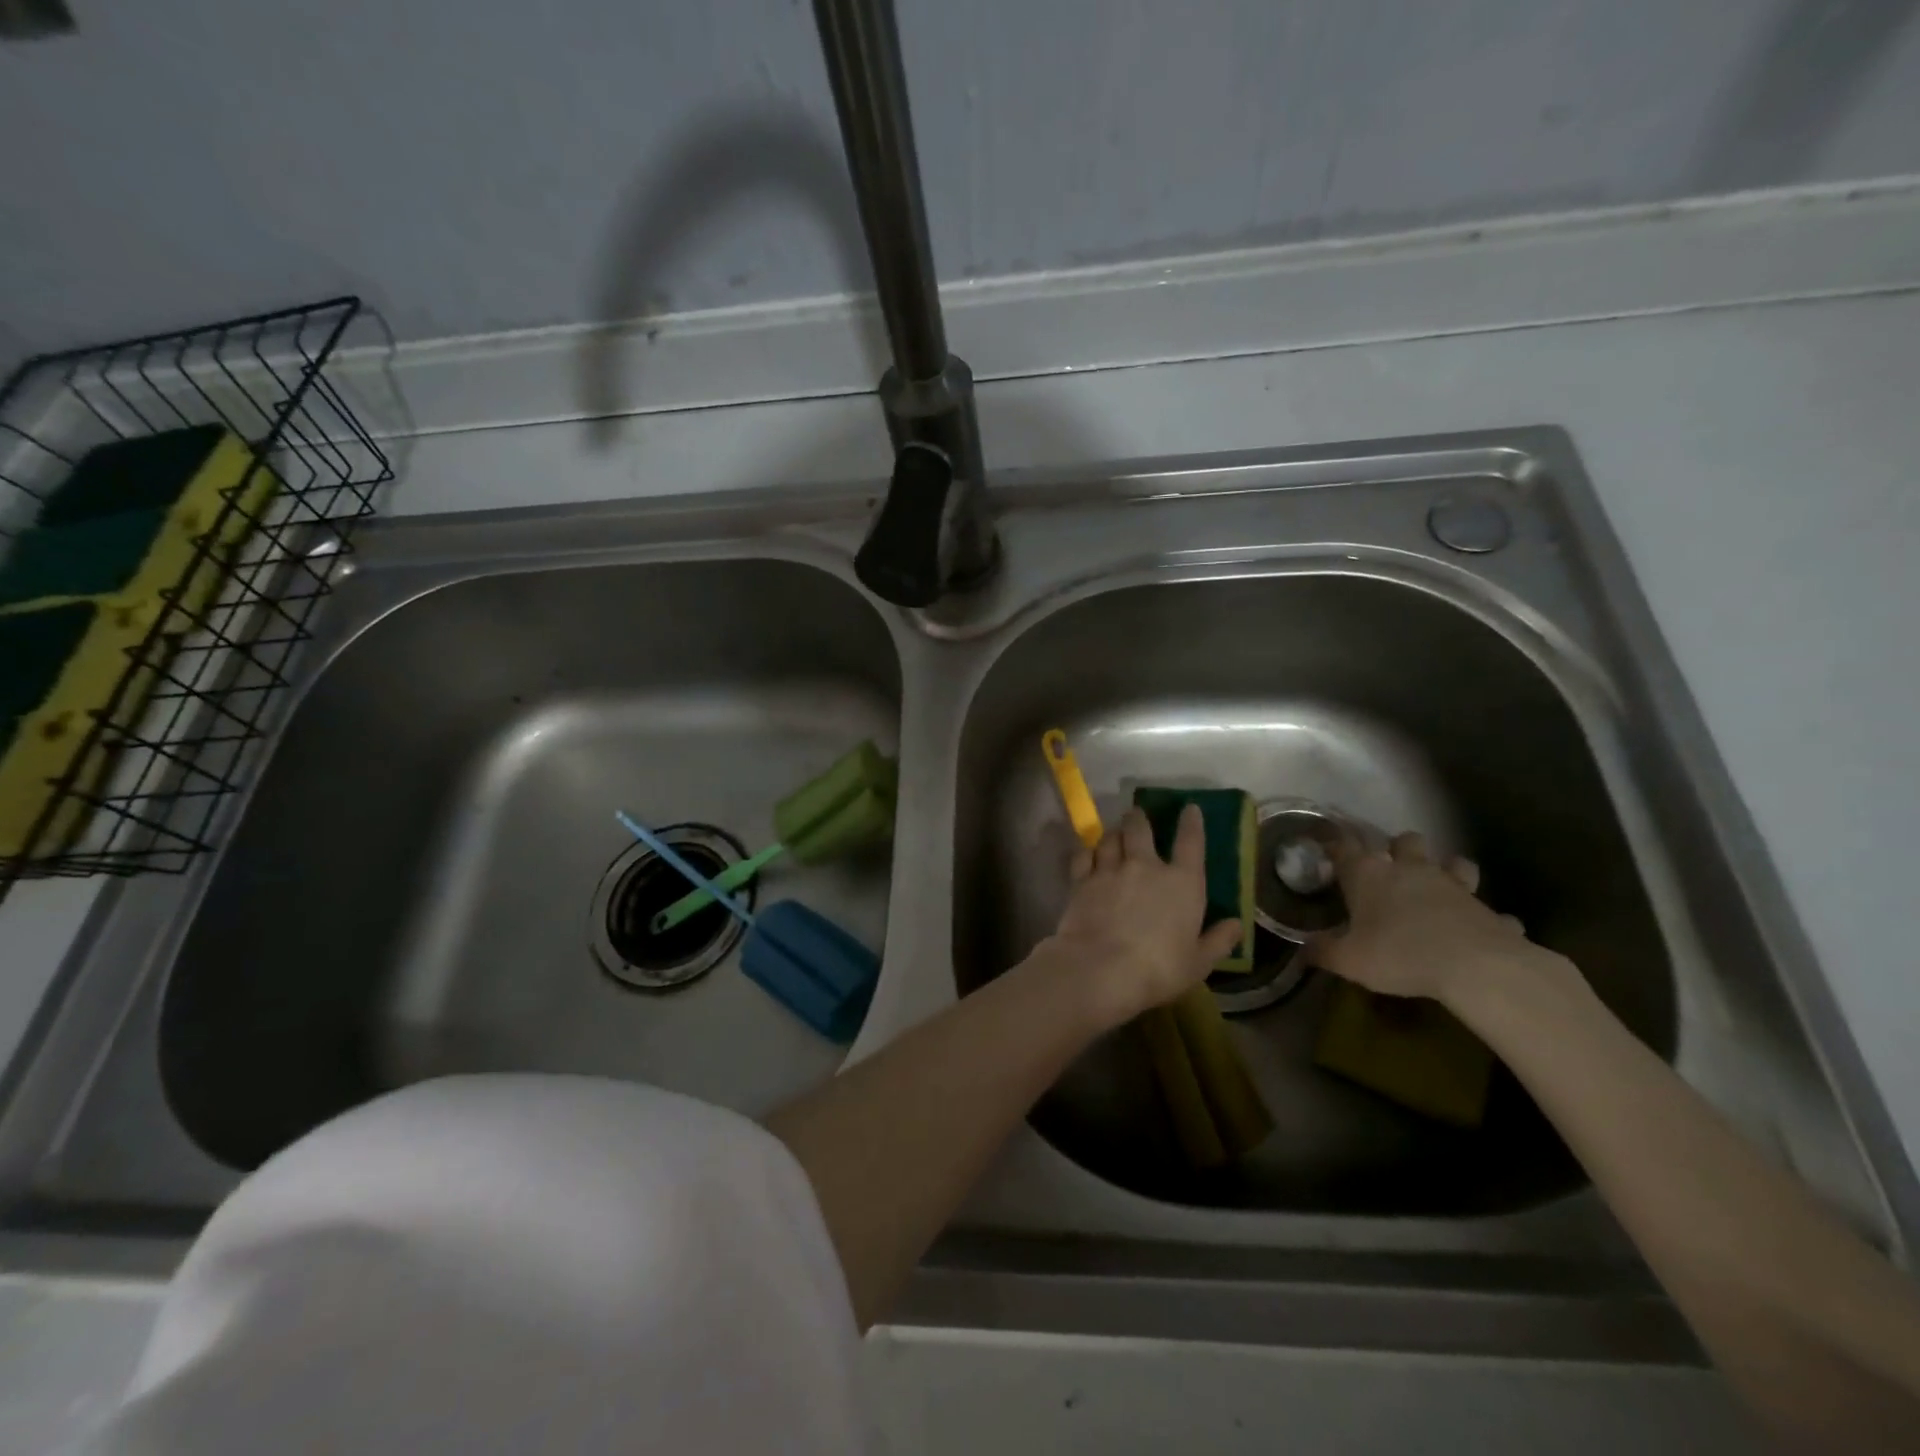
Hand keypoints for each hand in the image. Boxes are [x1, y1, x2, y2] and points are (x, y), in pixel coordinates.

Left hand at [1038, 804, 1243, 1027]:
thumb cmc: (1159, 968)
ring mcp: (1110, 869)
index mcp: (1182, 882)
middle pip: (1140, 828)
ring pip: (1109, 837)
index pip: (1191, 842)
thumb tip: (1236, 925)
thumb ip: (1218, 941)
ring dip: (1113, 833)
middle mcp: (1145, 866)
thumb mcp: (1199, 962)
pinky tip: (1086, 854)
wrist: (1102, 968)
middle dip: (1138, 818)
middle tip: (1136, 814)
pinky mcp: (1081, 880)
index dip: (1191, 822)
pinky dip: (1086, 851)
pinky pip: (1083, 855)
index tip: (1189, 808)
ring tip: (1113, 834)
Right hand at [1306, 830, 1547, 1006]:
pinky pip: (1489, 910)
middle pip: (1405, 841)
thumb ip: (1323, 952)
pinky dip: (1484, 918)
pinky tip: (1480, 930)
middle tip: (1391, 868)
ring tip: (1440, 886)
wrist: (1476, 967)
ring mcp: (1454, 886)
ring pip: (1454, 862)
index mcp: (1370, 874)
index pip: (1345, 846)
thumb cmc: (1399, 954)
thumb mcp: (1348, 960)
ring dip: (1448, 869)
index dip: (1335, 843)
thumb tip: (1303, 950)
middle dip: (1399, 848)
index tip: (1328, 845)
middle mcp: (1411, 870)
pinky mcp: (1488, 910)